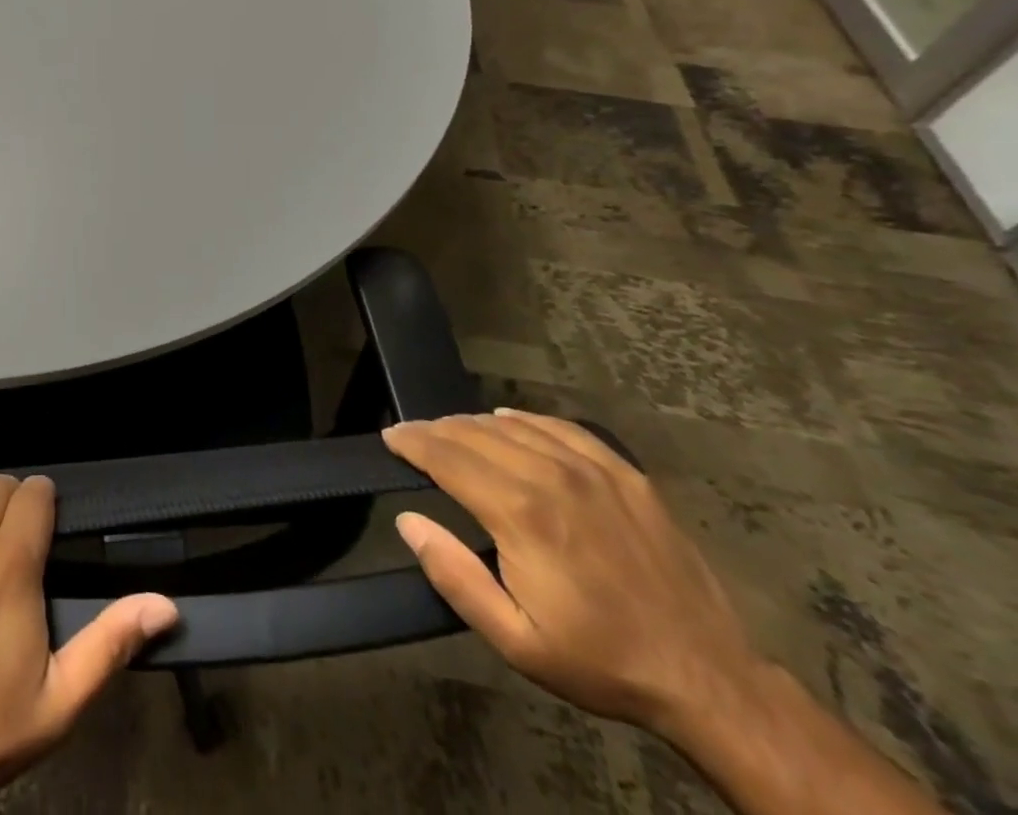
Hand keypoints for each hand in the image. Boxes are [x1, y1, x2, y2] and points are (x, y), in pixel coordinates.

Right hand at [382, 409, 763, 741]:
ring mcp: (592, 469)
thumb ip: (454, 576)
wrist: (708, 678)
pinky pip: (560, 427)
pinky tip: (508, 420)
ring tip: (451, 432)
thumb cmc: (601, 661)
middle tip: (412, 437)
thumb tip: (407, 520)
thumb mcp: (516, 641)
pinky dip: (524, 419)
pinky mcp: (624, 473)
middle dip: (434, 430)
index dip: (411, 442)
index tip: (389, 436)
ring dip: (472, 423)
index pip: (446, 456)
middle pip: (473, 433)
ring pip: (512, 424)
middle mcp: (551, 476)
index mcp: (520, 514)